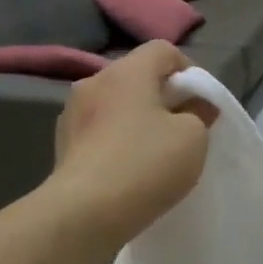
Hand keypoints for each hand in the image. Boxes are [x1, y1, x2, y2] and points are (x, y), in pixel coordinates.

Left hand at [50, 42, 215, 255]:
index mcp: (127, 72)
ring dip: (137, 119)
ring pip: (116, 104)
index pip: (164, 50)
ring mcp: (72, 113)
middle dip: (163, 97)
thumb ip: (199, 113)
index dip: (188, 71)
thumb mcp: (193, 137)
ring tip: (154, 152)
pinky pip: (99, 130)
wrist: (84, 213)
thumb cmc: (146, 164)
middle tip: (182, 129)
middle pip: (137, 76)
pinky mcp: (63, 144)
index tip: (200, 104)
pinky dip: (117, 140)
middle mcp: (94, 82)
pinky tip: (128, 169)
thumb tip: (195, 107)